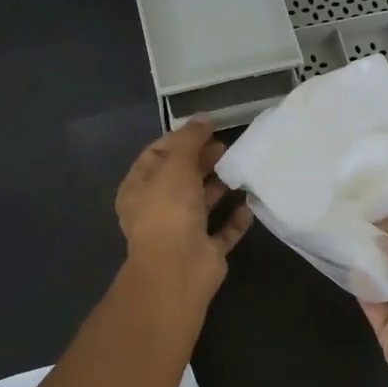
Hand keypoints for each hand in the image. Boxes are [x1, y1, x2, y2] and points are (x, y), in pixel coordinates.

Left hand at [115, 120, 253, 291]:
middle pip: (180, 179)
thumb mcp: (176, 164)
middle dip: (201, 161)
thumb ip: (190, 139)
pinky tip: (249, 203)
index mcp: (138, 189)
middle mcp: (157, 210)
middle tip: (225, 146)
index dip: (178, 140)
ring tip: (240, 168)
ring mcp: (181, 233)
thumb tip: (203, 118)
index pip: (155, 156)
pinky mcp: (205, 251)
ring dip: (219, 187)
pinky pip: (222, 231)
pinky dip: (234, 219)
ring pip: (201, 204)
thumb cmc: (169, 210)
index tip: (205, 129)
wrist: (178, 268)